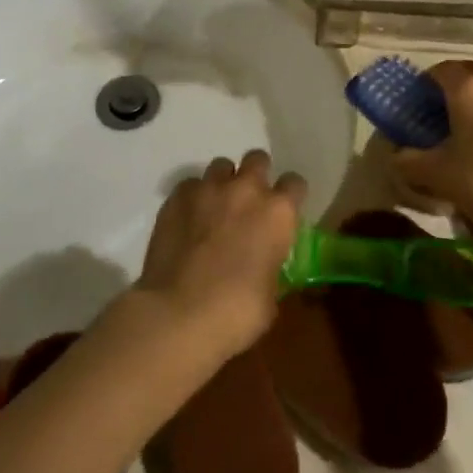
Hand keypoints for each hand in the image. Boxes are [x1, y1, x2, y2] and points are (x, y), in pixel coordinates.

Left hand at [137, 150, 304, 354]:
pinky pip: (191, 184)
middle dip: (256, 175)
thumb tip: (264, 265)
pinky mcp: (177, 197)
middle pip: (257, 159)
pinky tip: (189, 219)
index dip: (291, 195)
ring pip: (221, 166)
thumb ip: (272, 265)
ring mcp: (208, 189)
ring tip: (216, 207)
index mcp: (279, 213)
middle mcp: (246, 190)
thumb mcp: (271, 294)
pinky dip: (193, 197)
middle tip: (249, 202)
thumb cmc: (236, 312)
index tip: (285, 210)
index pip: (295, 183)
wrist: (179, 313)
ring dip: (223, 182)